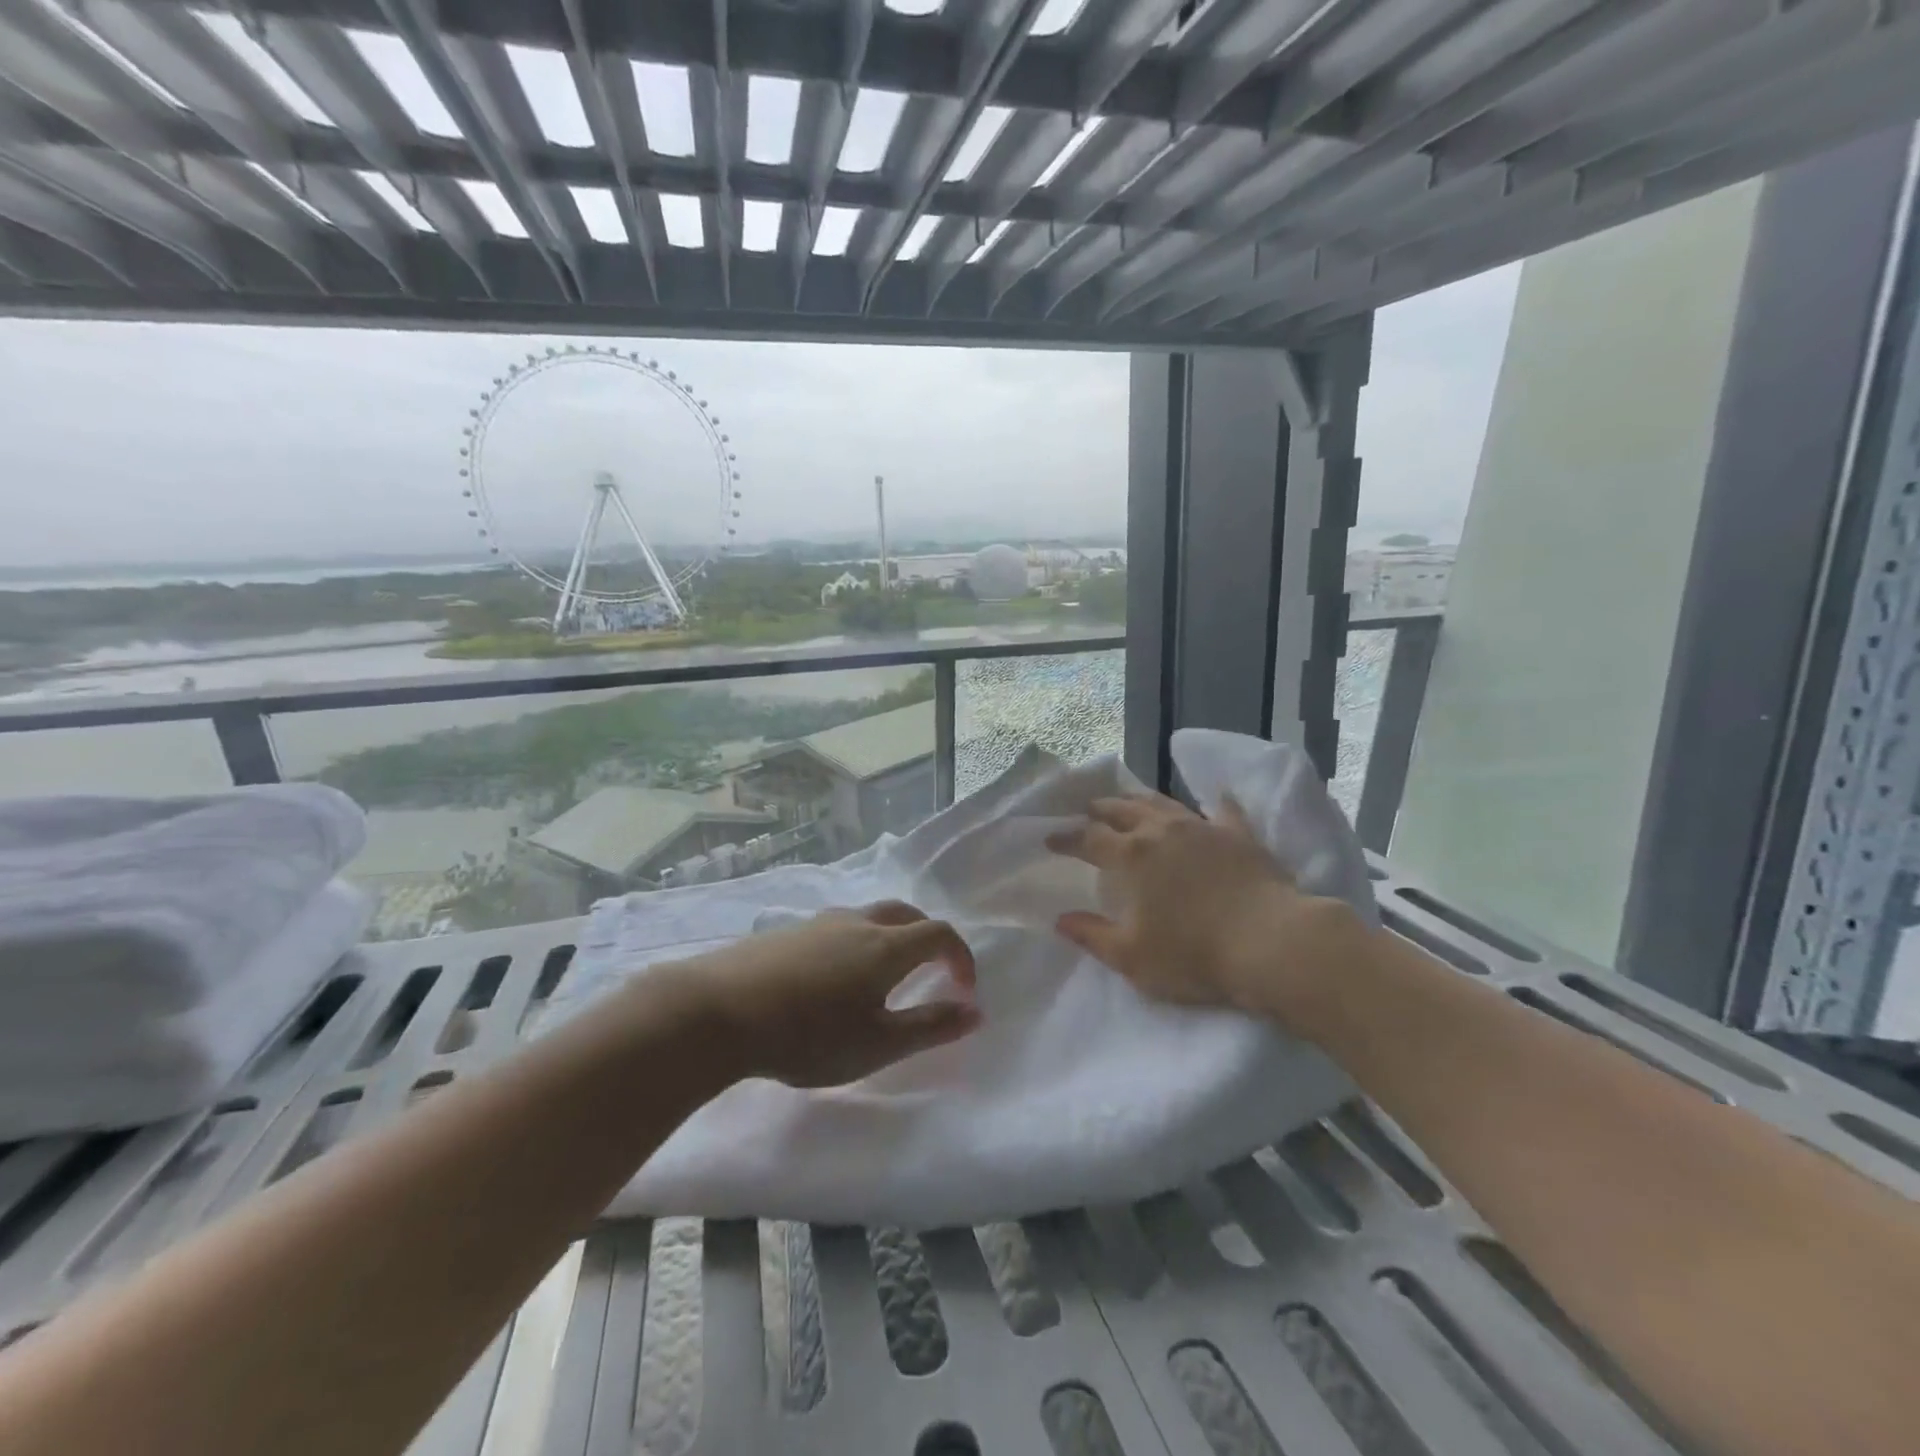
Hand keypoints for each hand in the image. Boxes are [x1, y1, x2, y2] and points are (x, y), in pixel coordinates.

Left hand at [664, 901, 980, 1088]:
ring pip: (869, 917)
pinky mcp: (787, 931)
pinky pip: (837, 927)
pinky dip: (856, 942)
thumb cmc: (807, 1034)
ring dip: (890, 938)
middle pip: (906, 915)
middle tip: (931, 973)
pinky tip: (833, 978)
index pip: (939, 934)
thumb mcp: (876, 1044)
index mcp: (886, 946)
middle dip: (928, 939)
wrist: (718, 1010)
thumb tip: (975, 1011)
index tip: (963, 990)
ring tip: (882, 978)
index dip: (960, 957)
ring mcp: (818, 922)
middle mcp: (857, 922)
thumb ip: (930, 1027)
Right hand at [1046, 792, 1363, 1028]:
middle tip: (1088, 810)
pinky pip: (1223, 810)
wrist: (1270, 943)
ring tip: (1129, 799)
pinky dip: (1214, 802)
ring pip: (1163, 803)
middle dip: (1101, 809)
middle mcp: (1162, 831)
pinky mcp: (1239, 835)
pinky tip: (1215, 797)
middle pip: (1123, 810)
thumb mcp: (1131, 957)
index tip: (1051, 838)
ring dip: (1141, 799)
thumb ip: (1092, 935)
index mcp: (1132, 856)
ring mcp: (1203, 828)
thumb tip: (1060, 920)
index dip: (1067, 837)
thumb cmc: (1194, 954)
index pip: (1089, 838)